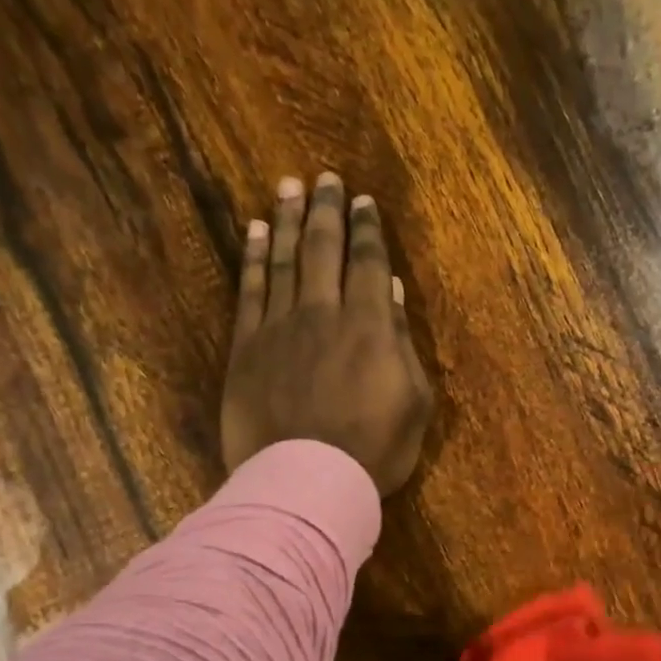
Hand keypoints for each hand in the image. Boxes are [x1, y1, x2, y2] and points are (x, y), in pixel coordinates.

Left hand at [222, 172, 433, 494]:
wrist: (307, 481)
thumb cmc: (373, 450)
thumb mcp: (413, 403)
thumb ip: (403, 343)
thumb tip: (394, 294)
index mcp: (371, 326)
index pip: (369, 264)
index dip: (368, 230)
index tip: (364, 202)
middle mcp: (324, 312)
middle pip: (324, 249)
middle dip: (327, 210)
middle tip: (326, 179)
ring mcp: (280, 327)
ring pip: (284, 260)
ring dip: (288, 220)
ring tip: (289, 187)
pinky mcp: (246, 347)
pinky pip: (250, 290)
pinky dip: (254, 257)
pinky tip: (256, 232)